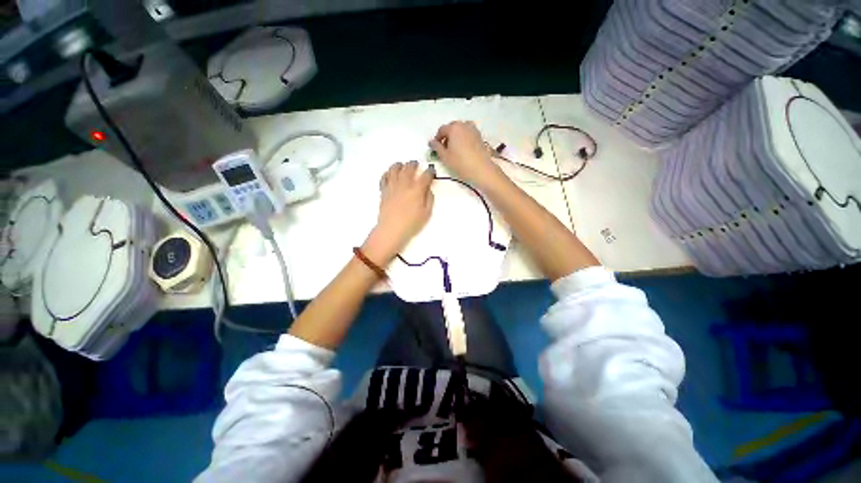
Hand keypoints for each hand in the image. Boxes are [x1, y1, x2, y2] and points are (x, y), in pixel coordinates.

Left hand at [364, 161, 434, 263]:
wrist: (392, 229)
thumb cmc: (412, 223)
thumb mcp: (427, 213)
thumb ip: (429, 198)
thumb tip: (427, 189)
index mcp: (417, 189)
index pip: (425, 175)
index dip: (430, 171)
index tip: (431, 171)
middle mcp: (404, 184)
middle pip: (409, 168)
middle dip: (414, 164)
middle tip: (416, 164)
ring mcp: (392, 186)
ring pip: (394, 169)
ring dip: (399, 165)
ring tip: (401, 165)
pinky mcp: (384, 191)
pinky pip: (384, 177)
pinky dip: (387, 173)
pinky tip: (390, 175)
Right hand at [429, 121, 504, 187]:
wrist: (481, 169)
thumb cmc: (460, 163)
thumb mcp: (445, 157)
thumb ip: (437, 147)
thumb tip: (431, 142)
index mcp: (453, 128)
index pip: (441, 130)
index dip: (437, 139)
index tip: (436, 148)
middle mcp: (464, 124)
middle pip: (452, 128)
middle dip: (446, 137)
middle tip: (444, 149)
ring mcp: (473, 129)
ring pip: (460, 130)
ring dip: (455, 137)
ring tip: (454, 150)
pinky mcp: (480, 136)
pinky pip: (468, 134)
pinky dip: (463, 139)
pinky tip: (463, 150)